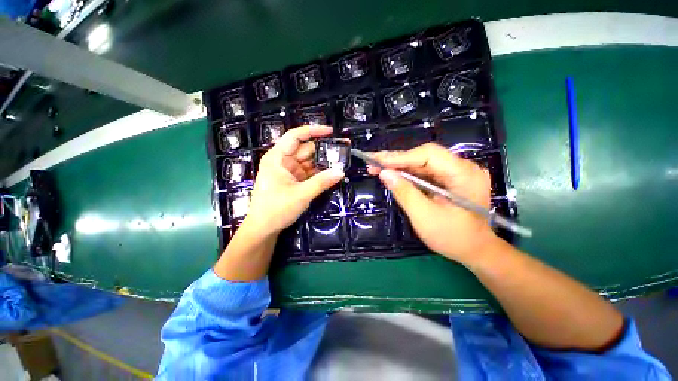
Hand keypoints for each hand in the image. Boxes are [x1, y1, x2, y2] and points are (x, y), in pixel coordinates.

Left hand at [243, 125, 344, 235]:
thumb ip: (322, 182)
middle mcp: (282, 161)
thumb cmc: (276, 209)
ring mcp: (288, 171)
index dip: (313, 131)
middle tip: (342, 151)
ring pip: (308, 162)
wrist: (263, 229)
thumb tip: (341, 171)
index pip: (296, 136)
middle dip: (323, 150)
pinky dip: (318, 173)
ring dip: (322, 163)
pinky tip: (330, 174)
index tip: (331, 131)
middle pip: (305, 149)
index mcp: (277, 158)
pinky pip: (308, 172)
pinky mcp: (292, 181)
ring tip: (340, 163)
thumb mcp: (301, 194)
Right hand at [368, 143, 495, 264]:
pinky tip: (392, 174)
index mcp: (464, 174)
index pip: (429, 155)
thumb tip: (384, 173)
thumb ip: (404, 193)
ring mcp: (456, 173)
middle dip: (396, 159)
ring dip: (398, 165)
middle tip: (372, 161)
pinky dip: (406, 173)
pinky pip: (424, 172)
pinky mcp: (449, 179)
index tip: (377, 160)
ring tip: (376, 167)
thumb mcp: (424, 217)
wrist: (475, 251)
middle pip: (424, 156)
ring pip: (421, 162)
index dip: (401, 157)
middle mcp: (462, 167)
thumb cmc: (453, 238)